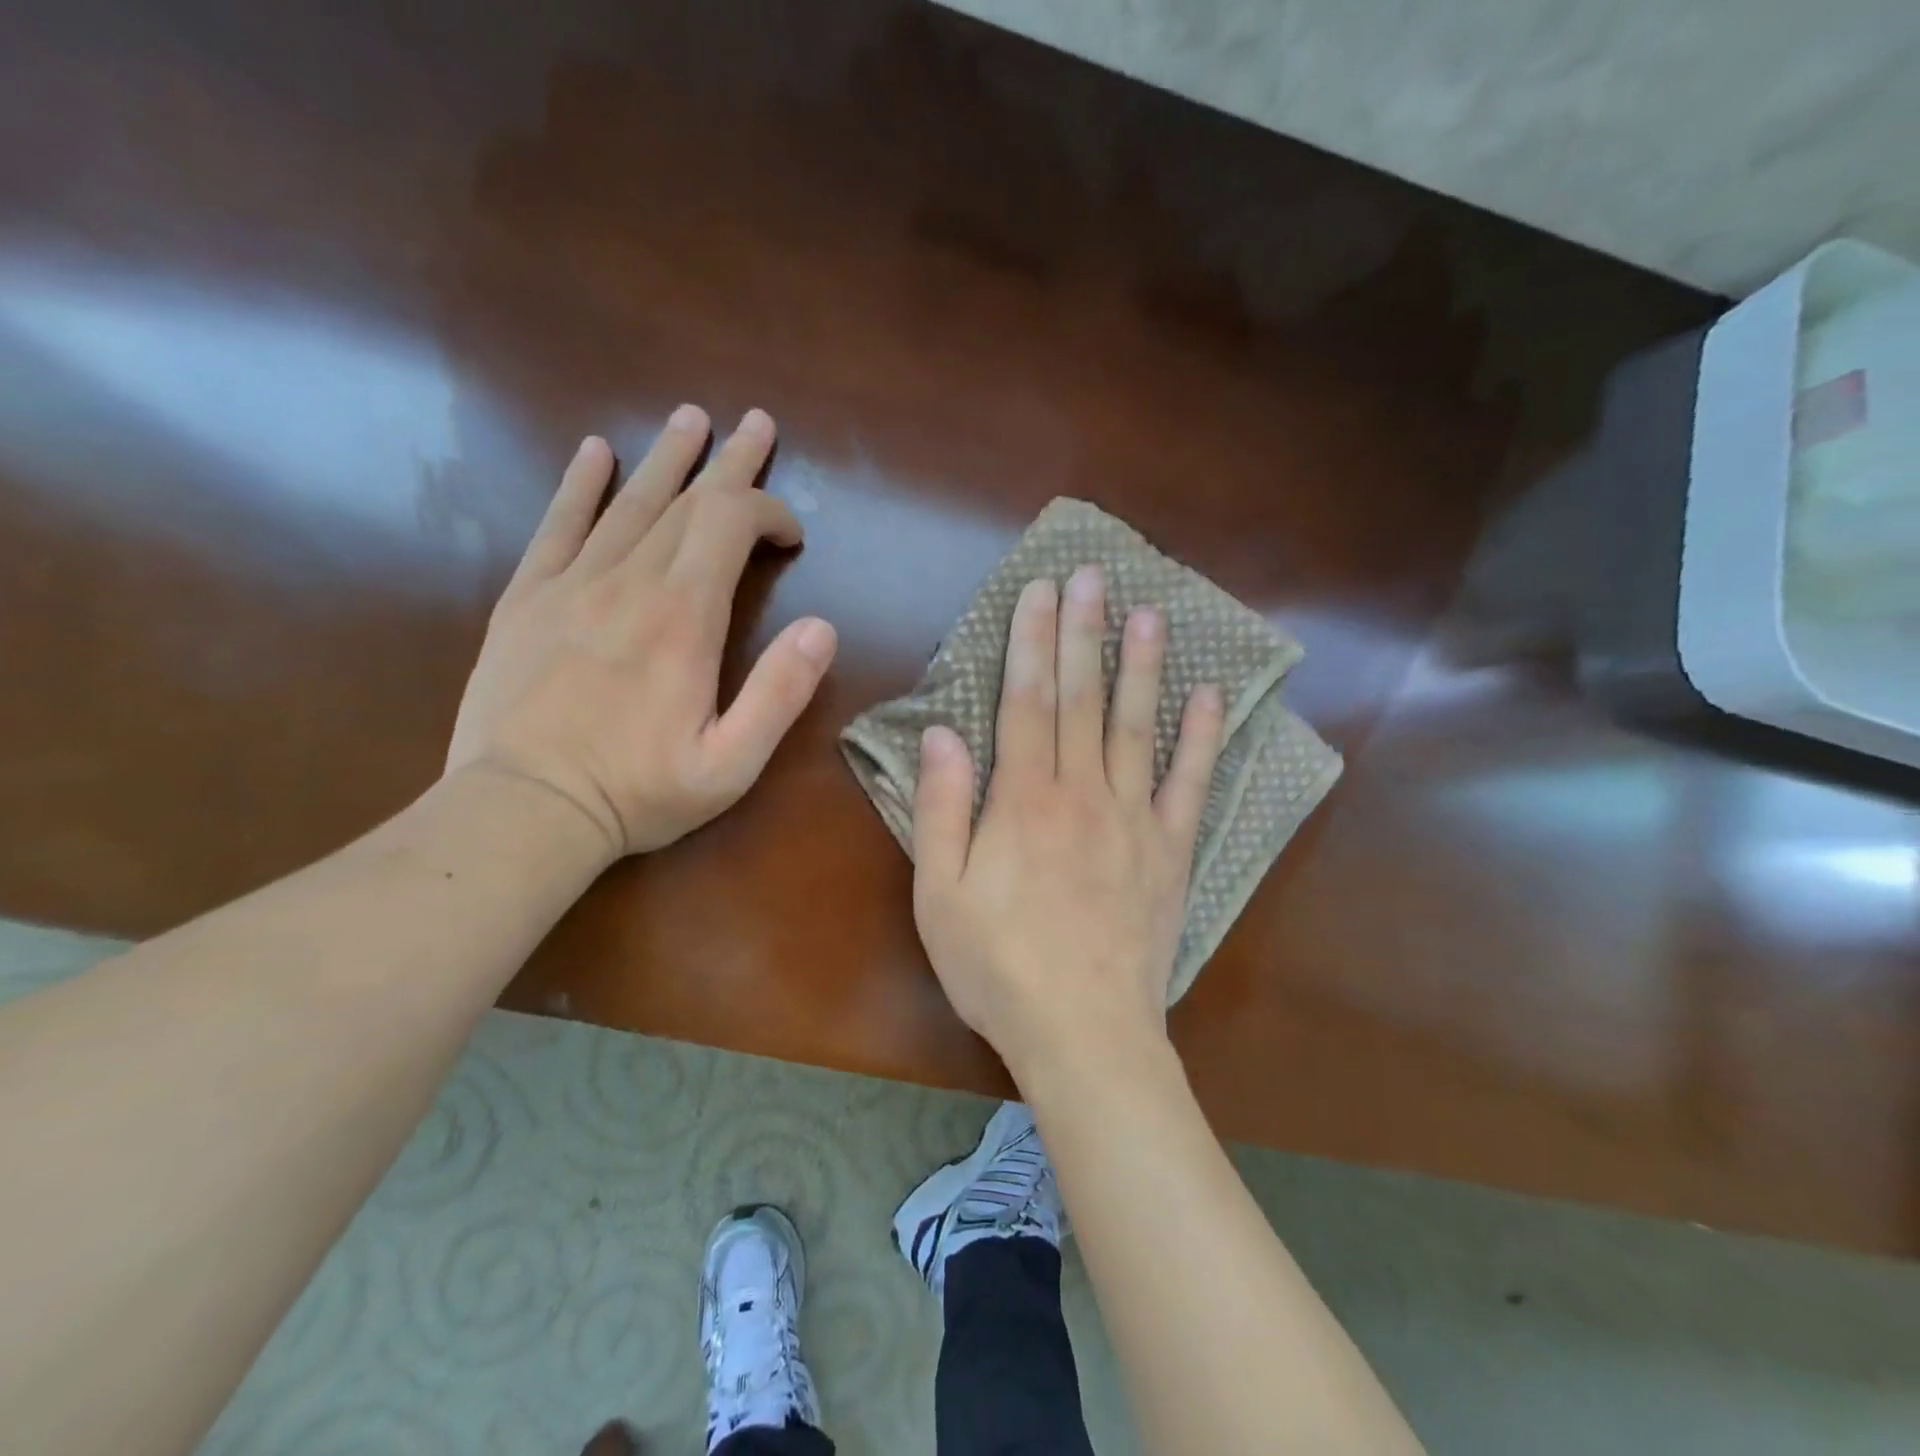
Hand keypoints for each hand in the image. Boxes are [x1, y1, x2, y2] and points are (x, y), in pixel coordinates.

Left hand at [445, 406, 836, 860]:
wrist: (524, 809)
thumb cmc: (638, 791)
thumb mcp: (732, 763)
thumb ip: (781, 693)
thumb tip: (822, 628)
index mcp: (684, 617)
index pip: (731, 524)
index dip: (770, 512)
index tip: (793, 535)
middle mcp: (630, 581)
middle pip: (687, 500)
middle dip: (730, 463)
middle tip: (756, 424)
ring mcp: (573, 584)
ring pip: (629, 501)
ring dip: (668, 458)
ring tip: (691, 419)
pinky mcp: (528, 598)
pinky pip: (558, 525)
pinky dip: (580, 485)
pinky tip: (595, 452)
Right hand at [910, 565, 1224, 1076]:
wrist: (1085, 1033)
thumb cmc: (999, 966)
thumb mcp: (940, 894)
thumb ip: (940, 809)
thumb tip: (941, 734)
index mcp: (1023, 800)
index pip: (1026, 701)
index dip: (1030, 641)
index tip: (1039, 591)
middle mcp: (1082, 793)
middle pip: (1081, 699)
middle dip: (1083, 633)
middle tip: (1092, 576)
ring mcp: (1135, 819)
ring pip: (1138, 726)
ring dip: (1143, 666)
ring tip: (1151, 613)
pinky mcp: (1172, 852)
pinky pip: (1191, 785)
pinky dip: (1201, 739)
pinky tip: (1211, 697)